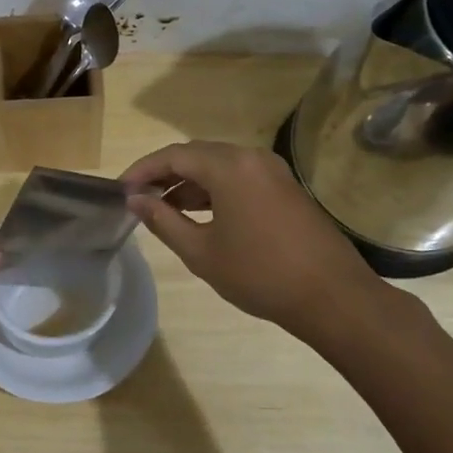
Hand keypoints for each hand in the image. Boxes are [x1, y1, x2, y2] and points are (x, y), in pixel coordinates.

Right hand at [120, 140, 408, 348]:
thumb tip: (135, 200)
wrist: (332, 297)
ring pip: (219, 166)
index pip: (173, 156)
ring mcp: (273, 171)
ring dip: (189, 183)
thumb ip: (164, 220)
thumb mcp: (201, 251)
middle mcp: (251, 158)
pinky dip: (214, 190)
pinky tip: (201, 215)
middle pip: (196, 155)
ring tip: (164, 210)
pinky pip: (239, 177)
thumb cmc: (259, 274)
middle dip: (164, 174)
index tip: (120, 191)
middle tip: (139, 199)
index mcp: (229, 167)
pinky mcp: (285, 188)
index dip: (142, 170)